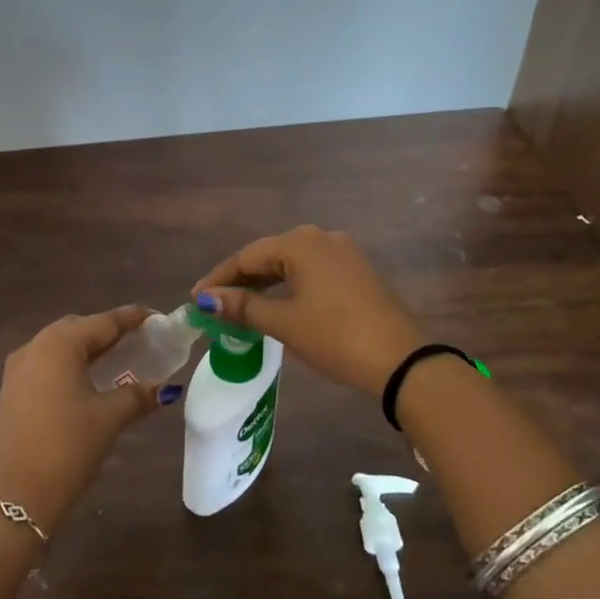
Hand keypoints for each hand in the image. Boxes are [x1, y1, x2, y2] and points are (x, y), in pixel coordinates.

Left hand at [0, 305, 166, 534]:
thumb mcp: (108, 419)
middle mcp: (34, 347)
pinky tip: (87, 381)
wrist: (13, 498)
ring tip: (117, 359)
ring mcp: (17, 370)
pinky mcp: (10, 392)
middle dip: (108, 331)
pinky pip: (46, 364)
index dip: (131, 318)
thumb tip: (163, 389)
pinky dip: (69, 364)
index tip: (156, 317)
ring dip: (87, 348)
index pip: (103, 322)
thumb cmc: (66, 448)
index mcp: (59, 345)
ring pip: (59, 346)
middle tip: (138, 340)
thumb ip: (137, 396)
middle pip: (78, 328)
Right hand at [192, 225, 426, 396]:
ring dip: (266, 284)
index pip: (247, 256)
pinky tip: (279, 304)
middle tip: (216, 305)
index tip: (196, 299)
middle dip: (242, 280)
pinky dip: (290, 286)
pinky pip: (312, 271)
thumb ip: (243, 307)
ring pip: (292, 264)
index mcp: (301, 243)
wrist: (403, 361)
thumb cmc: (335, 337)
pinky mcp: (358, 271)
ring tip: (242, 307)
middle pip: (270, 256)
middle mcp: (322, 238)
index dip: (219, 278)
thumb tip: (206, 299)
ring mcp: (344, 253)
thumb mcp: (284, 323)